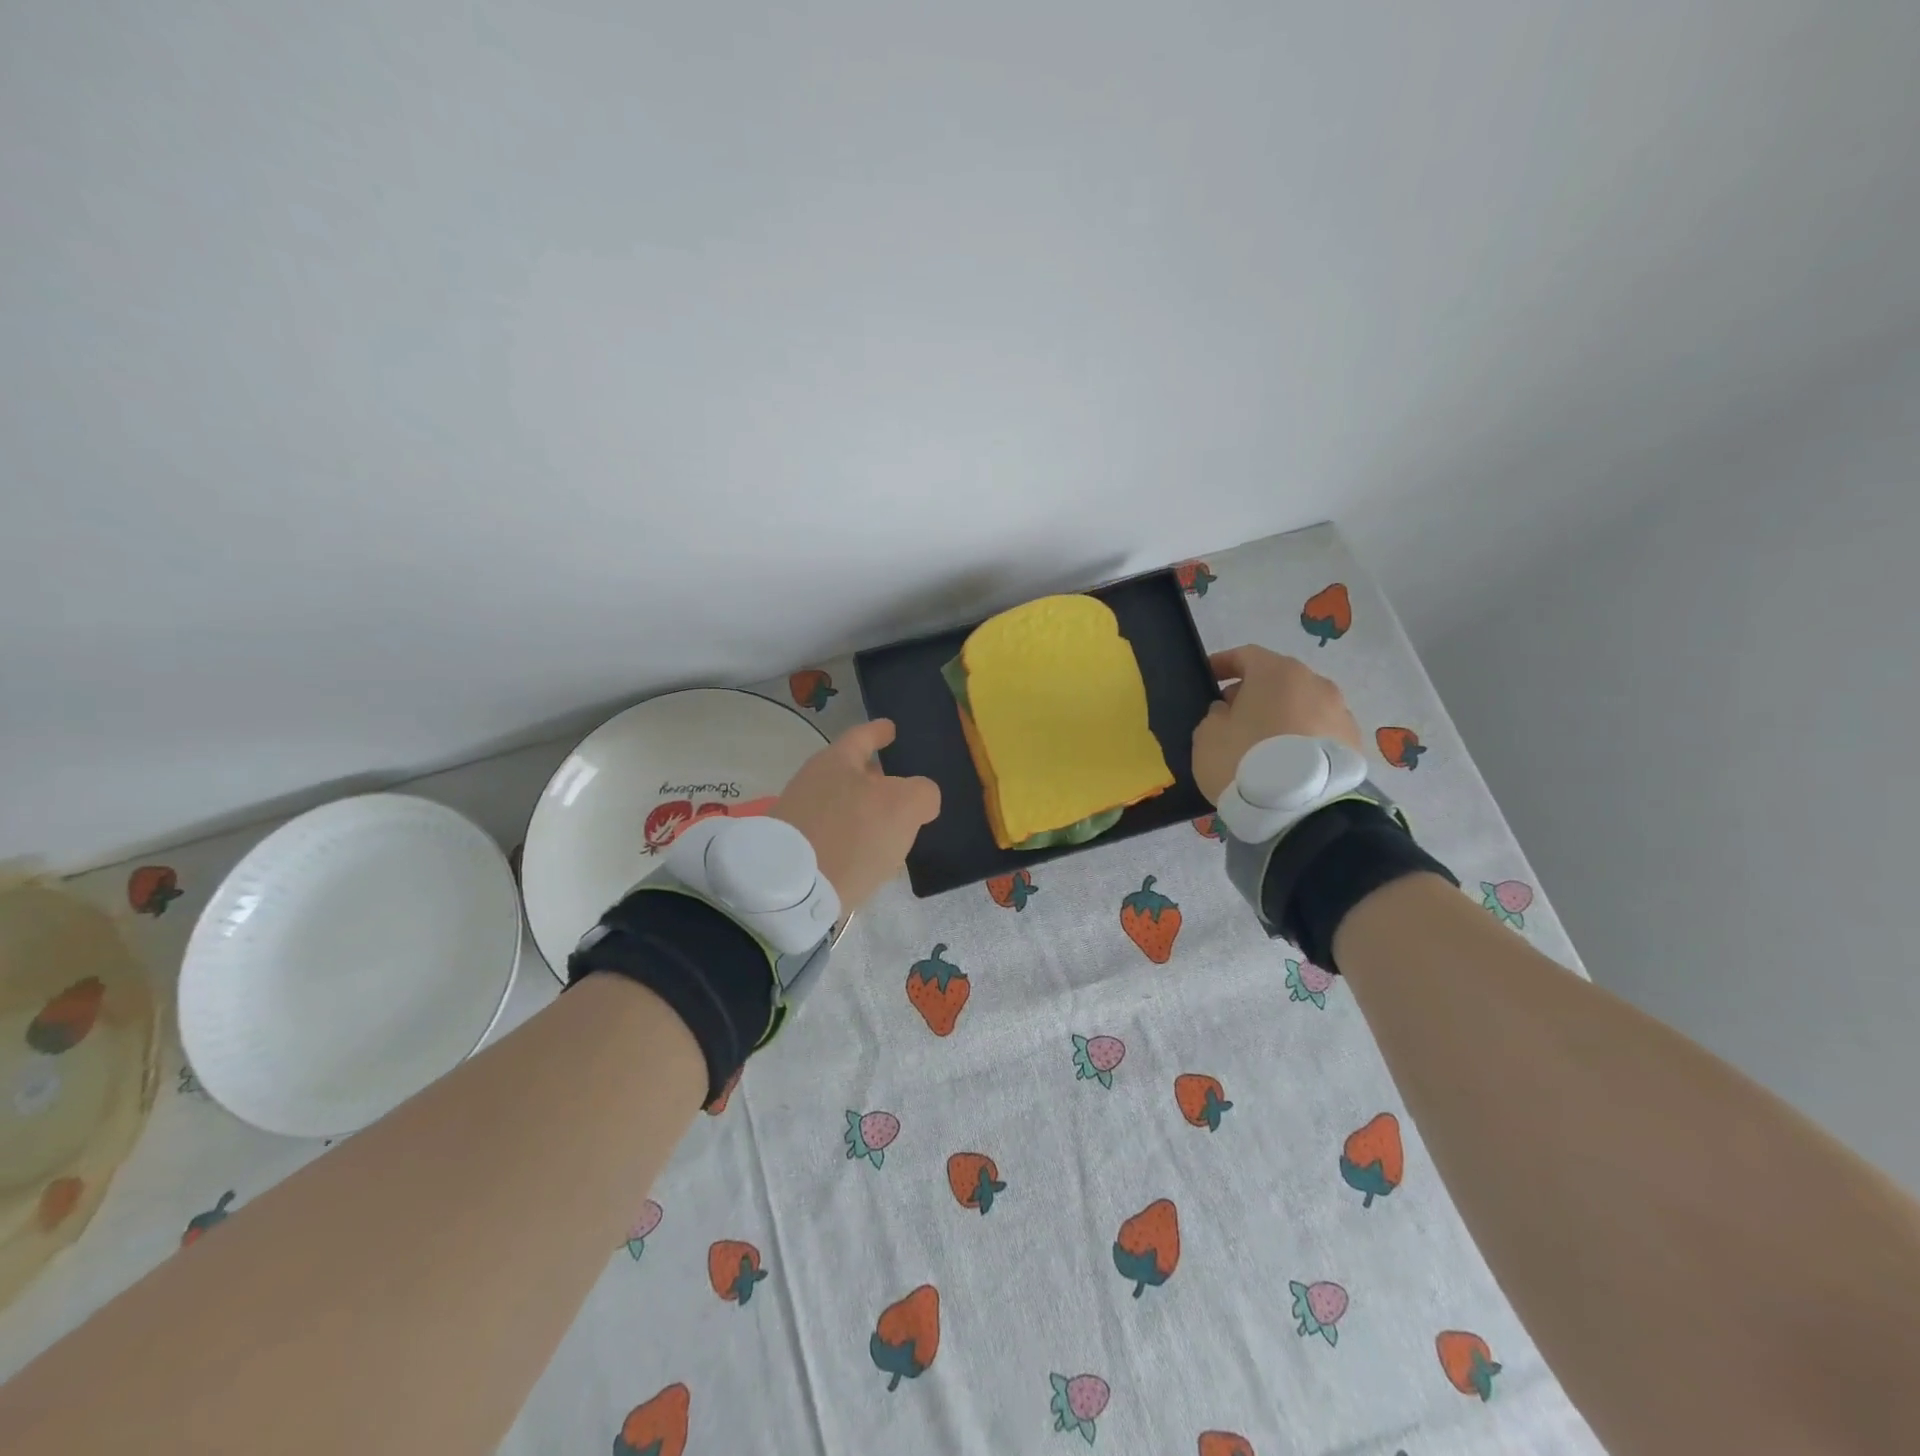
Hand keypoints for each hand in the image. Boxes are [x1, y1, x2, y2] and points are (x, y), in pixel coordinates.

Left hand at [771, 719, 940, 913]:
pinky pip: (834, 833)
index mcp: (836, 760)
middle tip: (902, 784)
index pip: (862, 735)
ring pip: (843, 804)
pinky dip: (853, 837)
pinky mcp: (796, 849)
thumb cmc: (852, 834)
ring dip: (866, 810)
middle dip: (876, 776)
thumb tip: (921, 799)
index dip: (879, 731)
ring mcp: (800, 816)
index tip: (891, 729)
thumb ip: (922, 793)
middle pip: (851, 771)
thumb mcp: (904, 806)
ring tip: (892, 825)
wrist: (792, 891)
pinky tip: (869, 852)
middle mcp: (813, 781)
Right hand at [1191, 645, 1361, 803]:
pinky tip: (1286, 761)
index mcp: (1276, 672)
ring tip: (1261, 744)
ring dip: (1280, 717)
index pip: (1245, 655)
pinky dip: (1300, 739)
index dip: (1223, 664)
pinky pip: (1318, 732)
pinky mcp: (1353, 744)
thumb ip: (1215, 715)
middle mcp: (1315, 683)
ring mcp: (1340, 712)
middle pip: (1277, 680)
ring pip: (1301, 706)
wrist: (1302, 809)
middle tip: (1231, 716)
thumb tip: (1229, 712)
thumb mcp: (1207, 736)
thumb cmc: (1245, 760)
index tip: (1207, 676)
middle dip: (1253, 693)